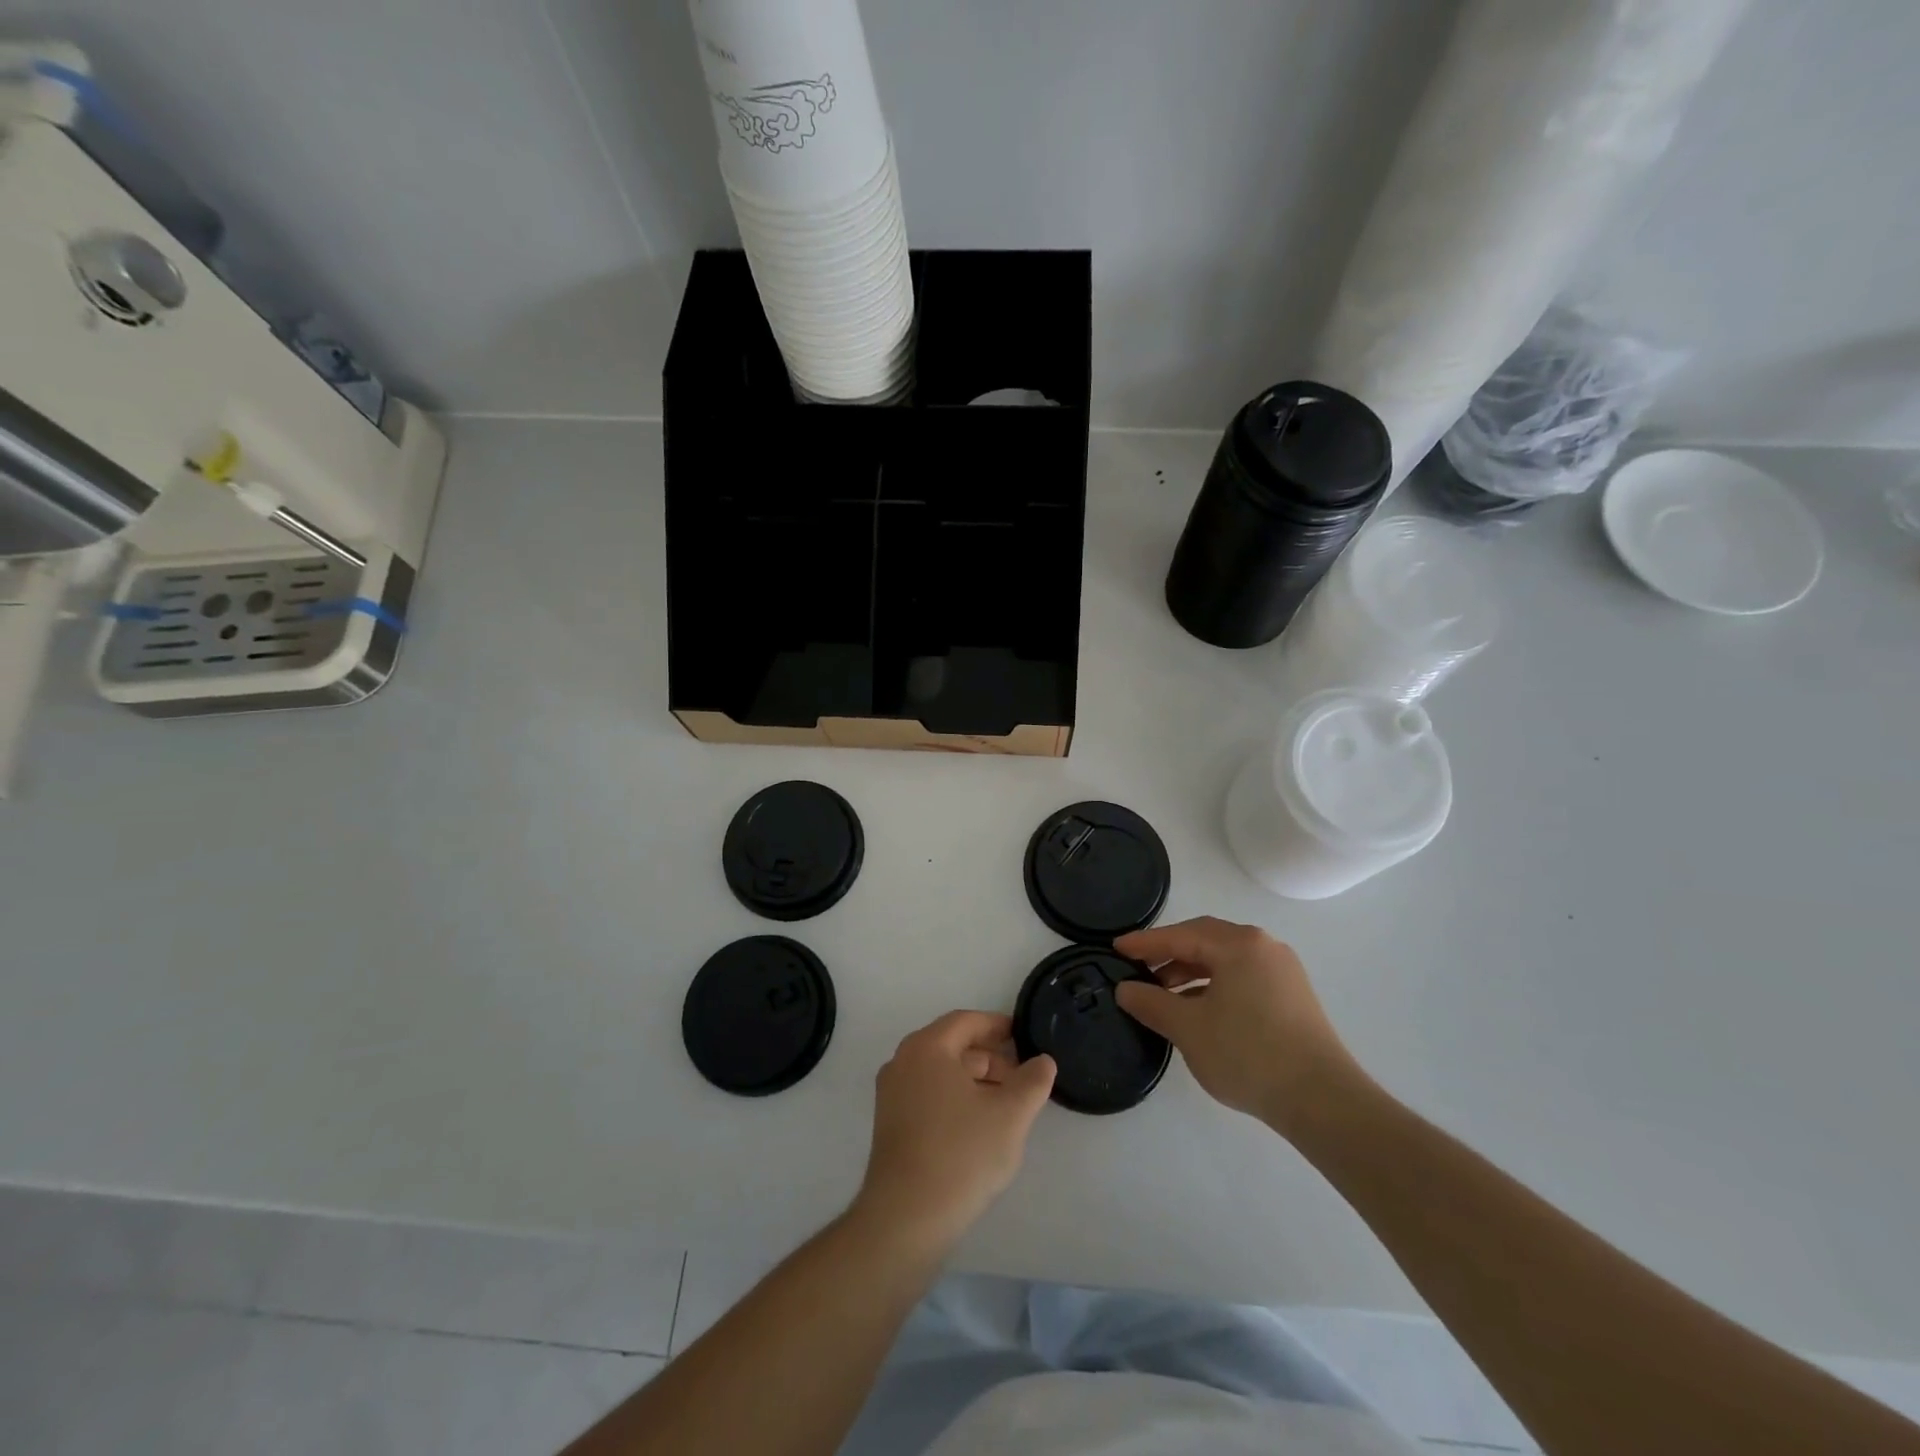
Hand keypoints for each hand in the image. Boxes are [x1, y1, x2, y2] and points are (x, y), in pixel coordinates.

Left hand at [853, 1011, 1055, 1252]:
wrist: (906, 1218)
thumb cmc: (961, 1154)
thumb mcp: (1010, 1115)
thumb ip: (1032, 1081)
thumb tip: (1043, 1061)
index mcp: (927, 1047)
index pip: (966, 1021)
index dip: (997, 1026)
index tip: (1023, 1037)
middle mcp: (902, 1062)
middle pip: (952, 1046)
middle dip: (990, 1059)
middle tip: (1022, 1081)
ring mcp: (891, 1094)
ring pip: (940, 1073)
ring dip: (974, 1081)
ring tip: (1006, 1107)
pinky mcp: (889, 1124)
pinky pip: (927, 1095)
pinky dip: (954, 1099)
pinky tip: (978, 1127)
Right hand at [1114, 917, 1362, 1137]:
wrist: (1322, 1101)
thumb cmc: (1248, 1054)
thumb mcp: (1188, 1028)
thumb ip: (1151, 1003)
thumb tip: (1125, 989)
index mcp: (1239, 944)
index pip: (1181, 934)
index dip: (1145, 943)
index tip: (1116, 949)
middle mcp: (1263, 946)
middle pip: (1205, 940)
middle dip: (1169, 954)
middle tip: (1138, 969)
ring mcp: (1283, 971)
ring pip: (1225, 960)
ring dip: (1191, 972)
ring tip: (1164, 996)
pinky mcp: (1293, 996)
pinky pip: (1243, 977)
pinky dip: (1215, 986)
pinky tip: (1199, 1011)